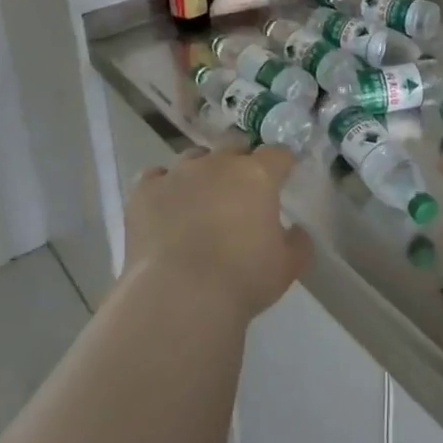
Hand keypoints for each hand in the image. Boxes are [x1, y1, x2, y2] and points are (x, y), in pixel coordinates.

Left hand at [122, 144, 312, 319]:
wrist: (180, 296)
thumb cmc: (243, 279)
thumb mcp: (287, 267)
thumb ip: (298, 242)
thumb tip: (296, 231)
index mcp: (258, 175)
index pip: (278, 153)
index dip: (282, 163)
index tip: (283, 176)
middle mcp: (218, 164)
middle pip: (234, 146)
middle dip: (240, 162)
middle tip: (241, 191)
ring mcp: (178, 173)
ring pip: (194, 158)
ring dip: (202, 172)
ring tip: (200, 199)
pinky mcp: (145, 191)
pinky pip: (156, 176)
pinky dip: (163, 187)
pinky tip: (165, 207)